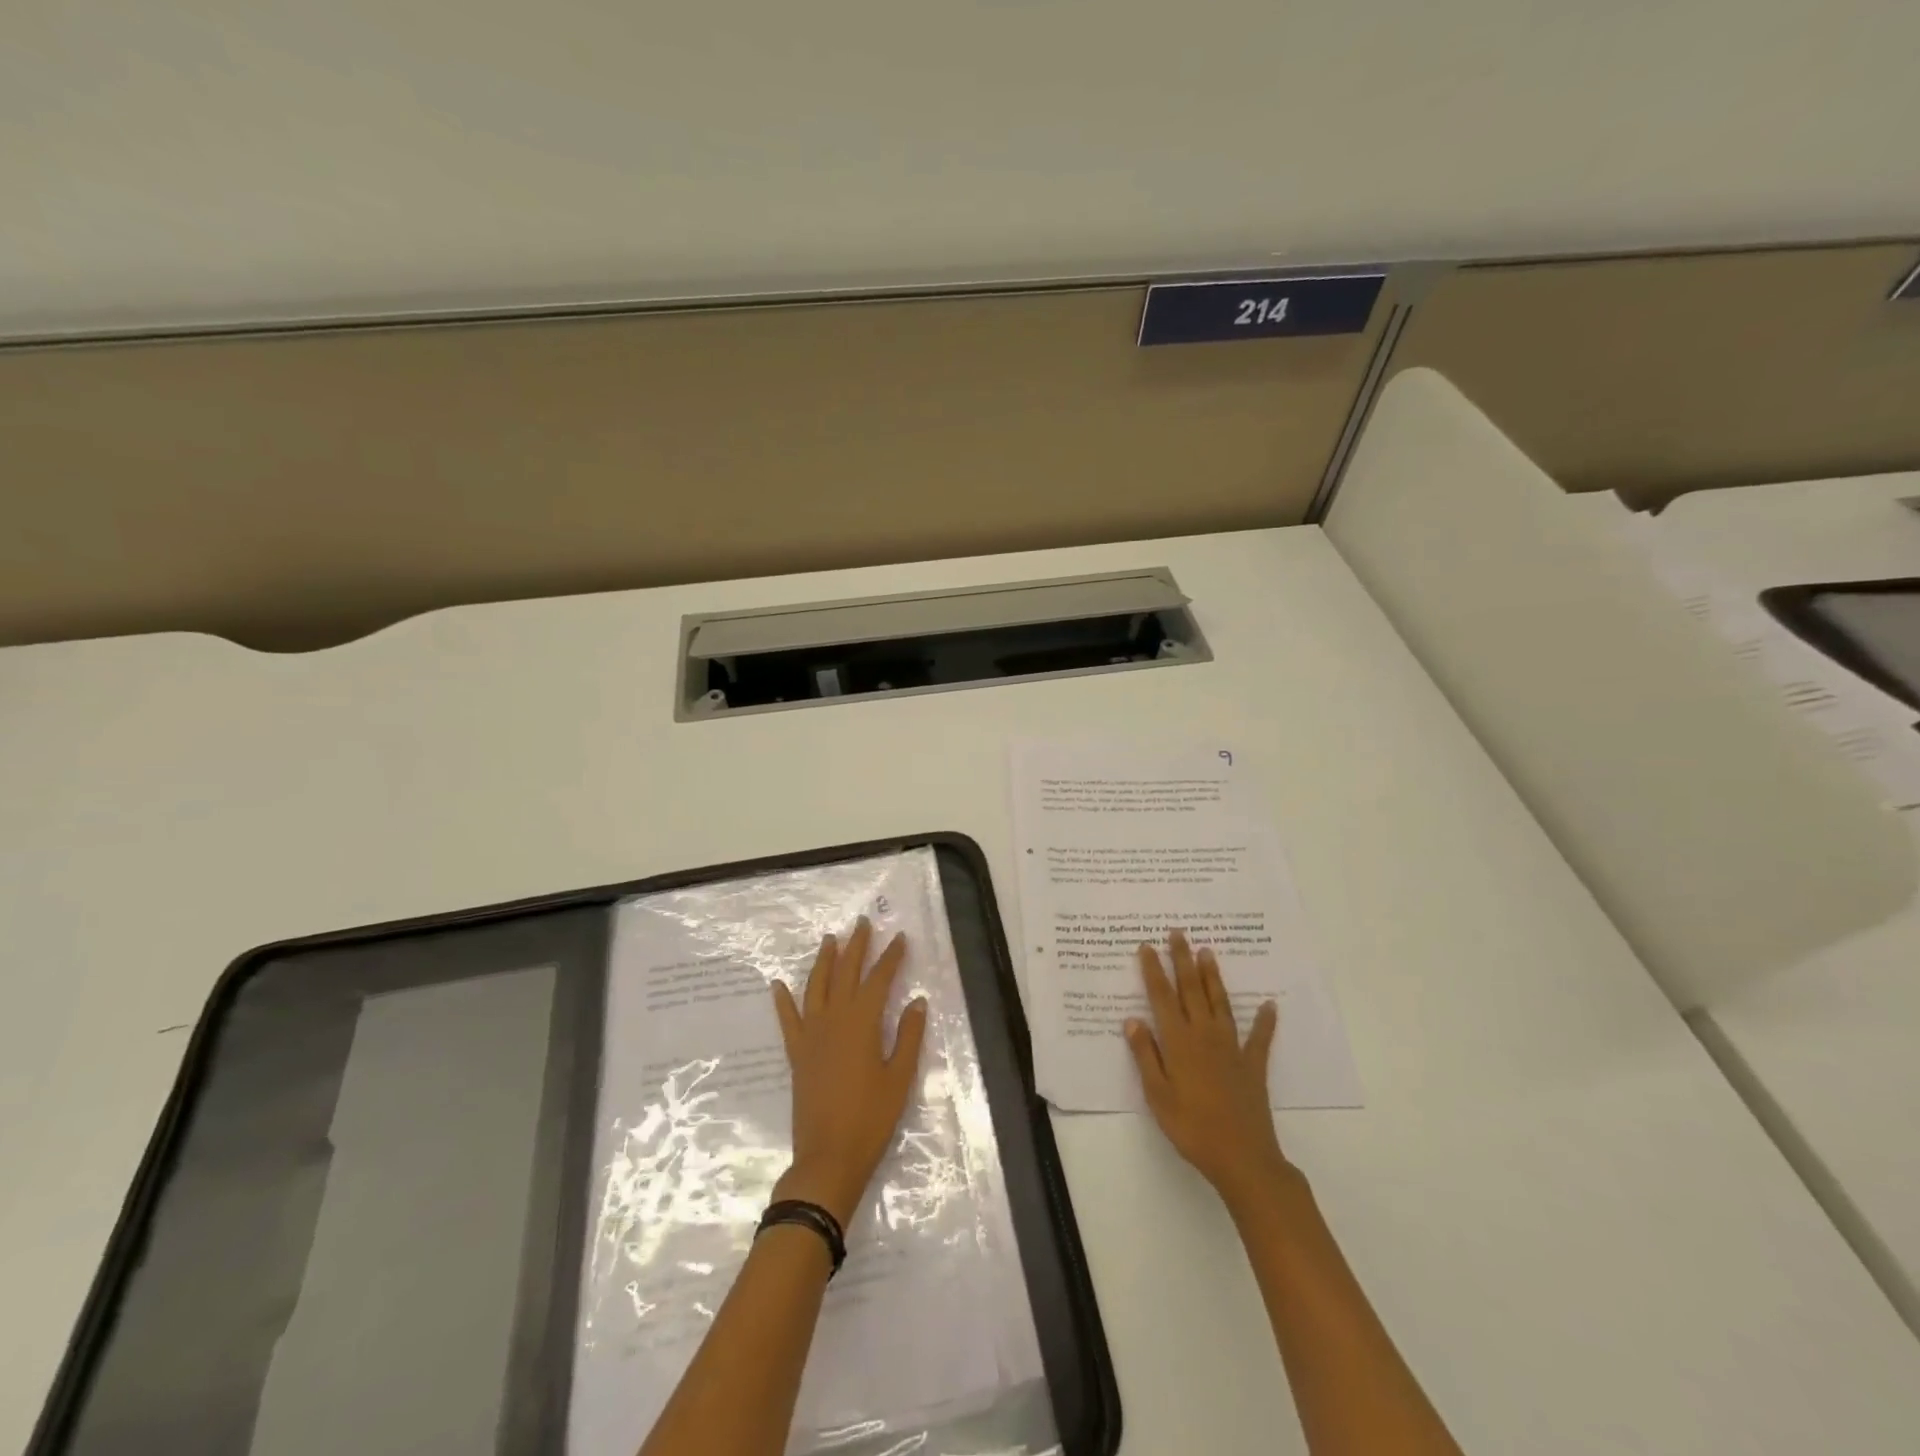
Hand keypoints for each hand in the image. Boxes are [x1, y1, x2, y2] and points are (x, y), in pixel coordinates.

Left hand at [771, 918, 928, 1227]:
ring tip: (829, 939)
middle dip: (856, 946)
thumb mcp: (900, 1078)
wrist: (828, 1157)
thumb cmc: (871, 1118)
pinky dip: (783, 1000)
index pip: (879, 979)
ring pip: (816, 987)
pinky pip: (788, 1020)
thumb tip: (917, 1001)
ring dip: (823, 961)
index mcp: (862, 1022)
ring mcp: (811, 1035)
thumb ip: (908, 1036)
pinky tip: (778, 984)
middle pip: (845, 973)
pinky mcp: (797, 1054)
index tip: (899, 937)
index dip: (891, 957)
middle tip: (862, 923)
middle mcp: (834, 1019)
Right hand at [1126, 930, 1290, 1207]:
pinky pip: (1259, 1037)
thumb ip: (1145, 1055)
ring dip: (1213, 977)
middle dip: (1183, 960)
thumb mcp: (1157, 1095)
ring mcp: (1232, 1048)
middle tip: (1178, 933)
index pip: (1162, 997)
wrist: (1242, 1157)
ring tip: (1208, 951)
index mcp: (1178, 1042)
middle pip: (1191, 990)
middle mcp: (1204, 1035)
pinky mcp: (1253, 1065)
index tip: (1147, 946)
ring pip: (1220, 1003)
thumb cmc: (1191, 1127)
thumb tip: (1132, 1019)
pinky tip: (1269, 1005)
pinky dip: (1265, 1020)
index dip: (1154, 971)